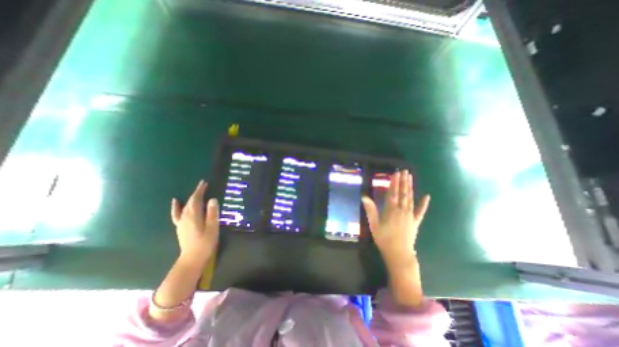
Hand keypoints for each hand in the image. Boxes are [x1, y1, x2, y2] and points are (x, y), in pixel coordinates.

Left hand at [170, 179, 217, 265]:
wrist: (192, 259)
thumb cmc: (205, 243)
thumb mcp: (212, 228)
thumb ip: (212, 213)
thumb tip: (212, 199)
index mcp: (194, 216)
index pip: (196, 199)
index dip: (200, 190)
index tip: (204, 182)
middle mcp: (185, 217)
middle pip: (190, 201)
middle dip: (197, 192)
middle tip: (204, 185)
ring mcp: (181, 222)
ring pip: (185, 206)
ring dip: (190, 197)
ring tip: (196, 191)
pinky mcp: (180, 227)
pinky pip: (176, 214)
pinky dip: (176, 207)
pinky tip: (175, 202)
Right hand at [364, 169, 430, 269]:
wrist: (399, 254)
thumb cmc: (384, 239)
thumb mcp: (374, 225)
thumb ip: (370, 210)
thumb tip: (364, 197)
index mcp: (391, 210)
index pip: (393, 193)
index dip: (394, 183)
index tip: (396, 173)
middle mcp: (402, 210)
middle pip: (403, 193)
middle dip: (403, 181)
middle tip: (405, 171)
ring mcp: (410, 215)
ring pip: (411, 198)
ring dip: (410, 187)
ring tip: (410, 177)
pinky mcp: (415, 221)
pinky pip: (420, 211)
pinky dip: (424, 204)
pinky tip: (427, 196)